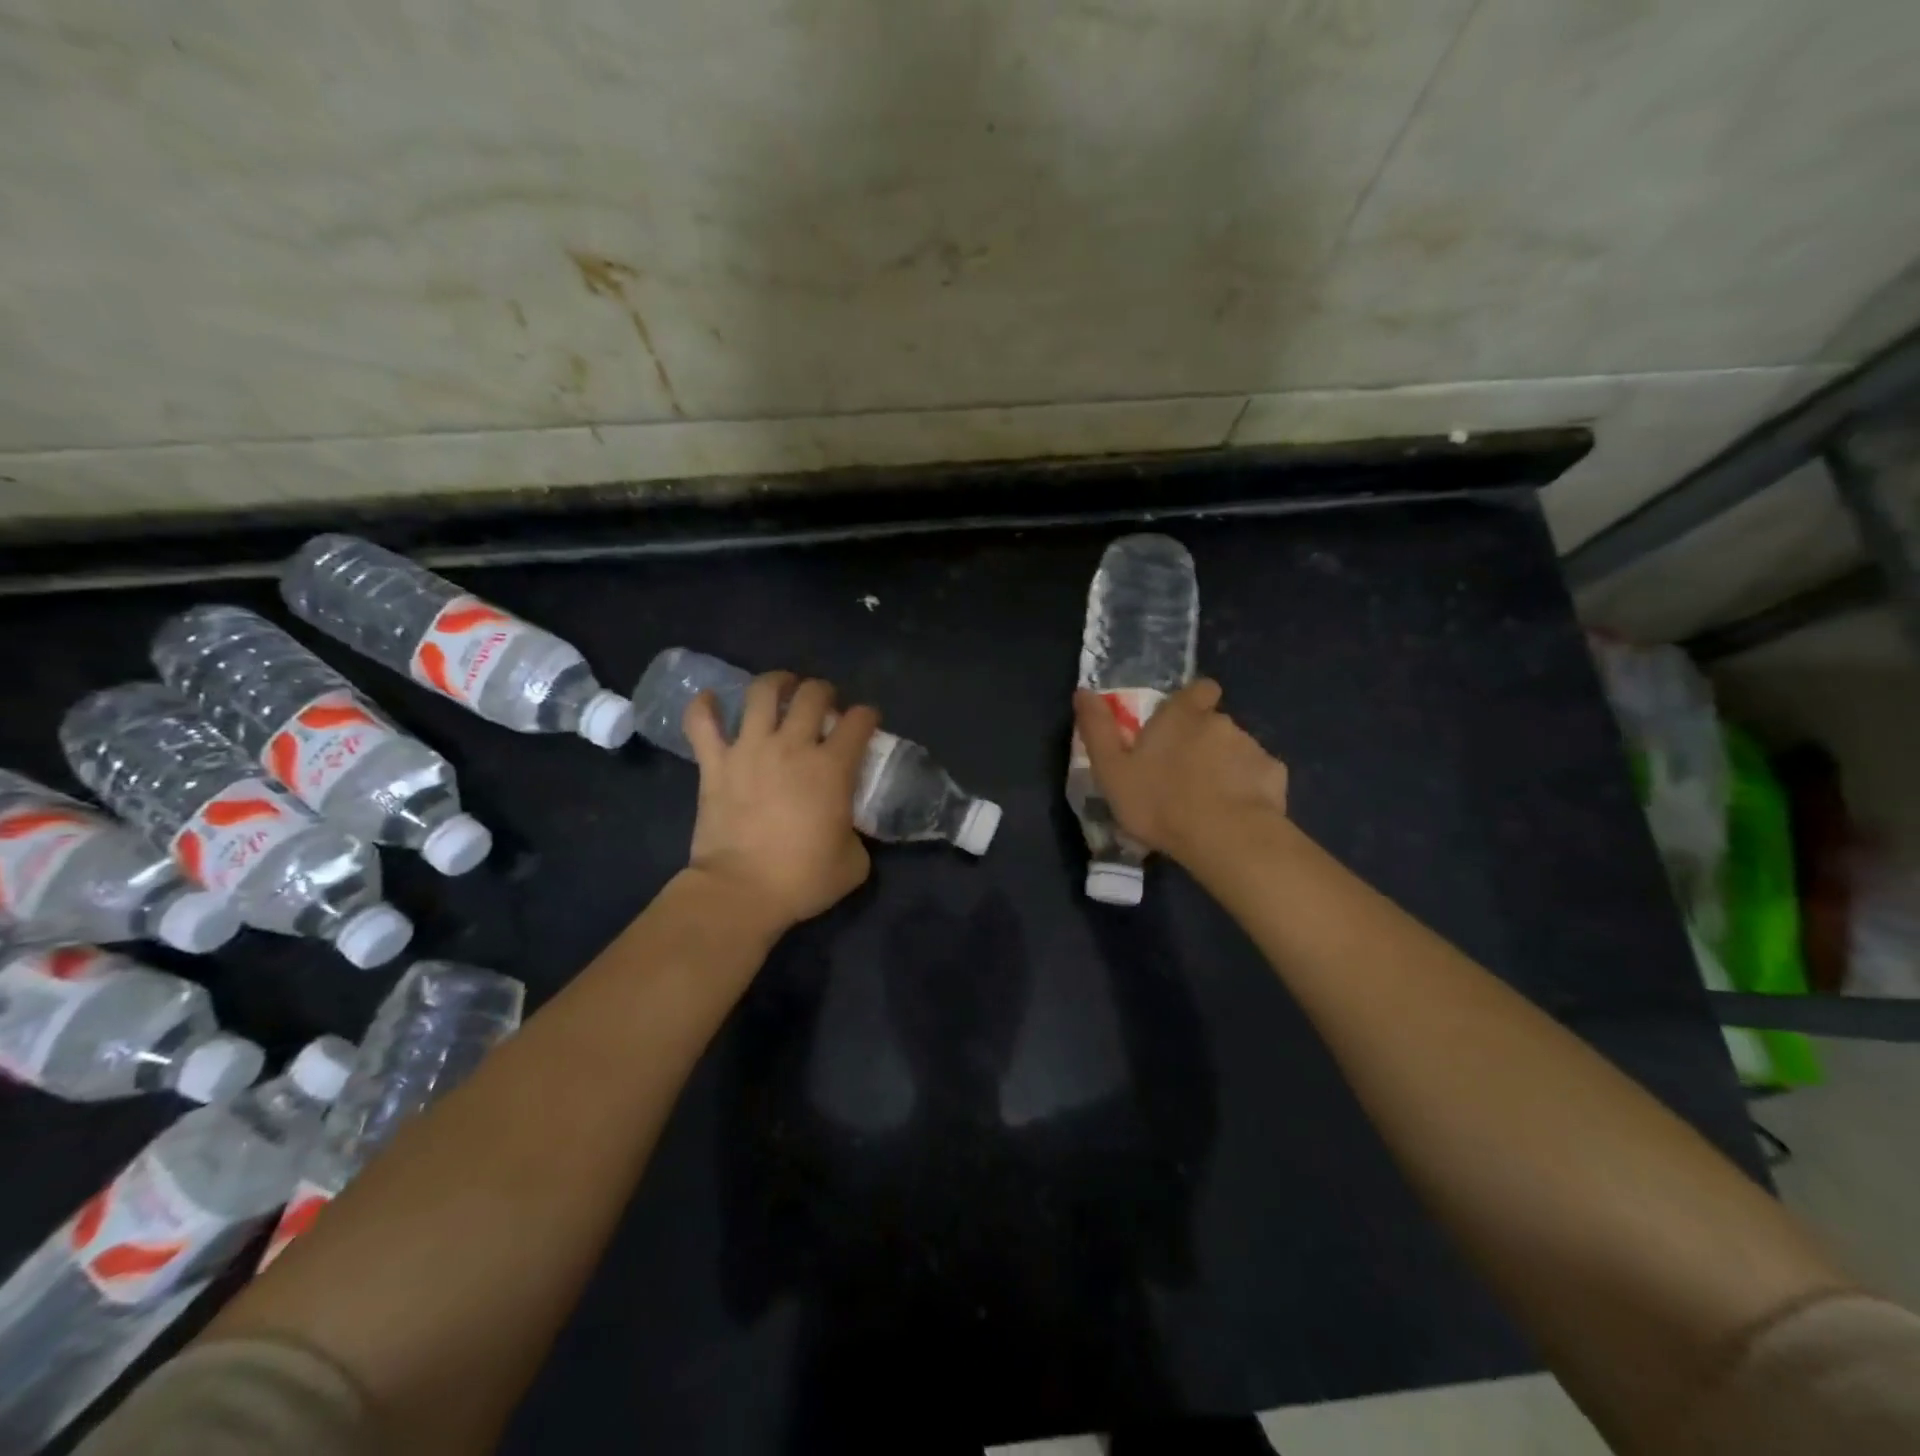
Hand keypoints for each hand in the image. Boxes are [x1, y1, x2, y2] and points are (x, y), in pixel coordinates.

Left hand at [683, 671, 877, 931]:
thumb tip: (847, 826)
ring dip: (776, 682)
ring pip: (762, 693)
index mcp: (832, 767)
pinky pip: (702, 724)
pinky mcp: (715, 764)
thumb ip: (856, 833)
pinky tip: (711, 699)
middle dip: (824, 691)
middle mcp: (793, 746)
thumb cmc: (803, 879)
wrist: (741, 891)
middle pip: (812, 694)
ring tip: (781, 686)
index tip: (867, 722)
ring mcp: (750, 750)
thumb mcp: (854, 862)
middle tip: (824, 703)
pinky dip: (705, 707)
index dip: (868, 715)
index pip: (859, 721)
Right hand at [1074, 679, 1288, 862]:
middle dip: (1203, 742)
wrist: (1223, 837)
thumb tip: (1083, 692)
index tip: (1182, 723)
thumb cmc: (1158, 801)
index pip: (1199, 689)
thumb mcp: (1112, 770)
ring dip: (1224, 767)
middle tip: (1183, 777)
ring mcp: (1252, 747)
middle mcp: (1221, 722)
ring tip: (1208, 802)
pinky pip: (1258, 777)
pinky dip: (1248, 789)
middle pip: (1214, 723)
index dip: (1193, 702)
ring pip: (1236, 751)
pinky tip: (1235, 814)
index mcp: (1182, 715)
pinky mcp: (1275, 776)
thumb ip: (1097, 729)